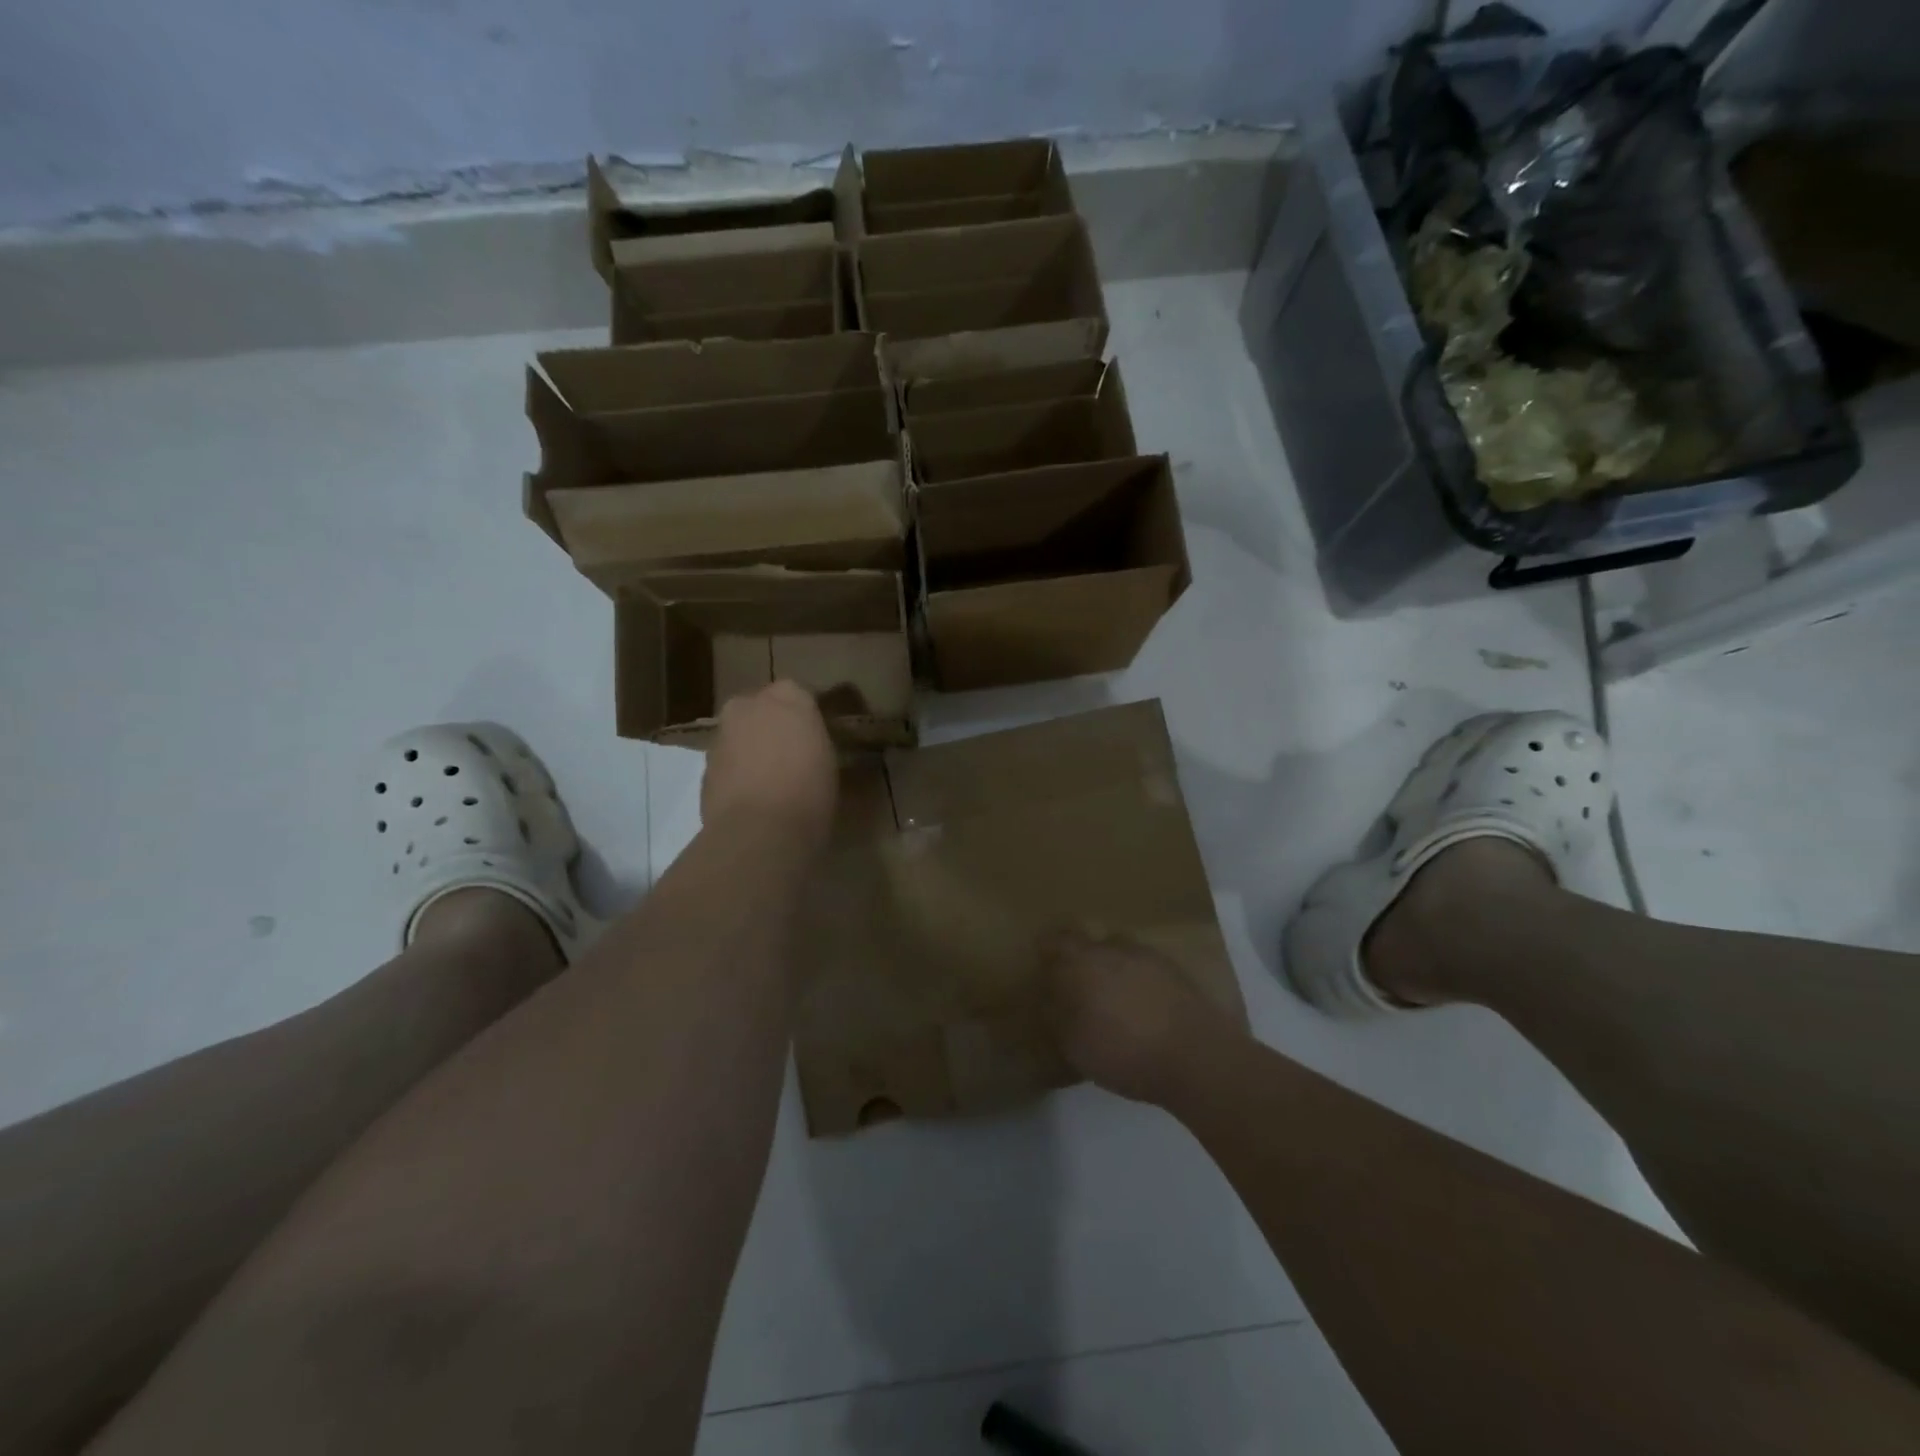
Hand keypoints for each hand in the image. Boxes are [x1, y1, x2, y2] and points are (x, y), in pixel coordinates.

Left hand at [702, 681, 837, 847]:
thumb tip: (806, 745)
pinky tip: (752, 797)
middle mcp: (749, 705)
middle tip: (790, 754)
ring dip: (751, 749)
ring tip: (770, 780)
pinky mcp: (704, 766)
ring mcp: (721, 734)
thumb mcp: (828, 760)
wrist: (759, 830)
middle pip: (761, 708)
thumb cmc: (809, 790)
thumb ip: (812, 741)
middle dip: (771, 725)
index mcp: (788, 697)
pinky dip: (736, 772)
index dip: (804, 715)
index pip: (798, 694)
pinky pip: (727, 762)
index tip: (814, 735)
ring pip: (740, 735)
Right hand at [1043, 930, 1228, 1105]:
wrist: (1196, 1057)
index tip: (1041, 964)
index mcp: (1082, 962)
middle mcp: (1112, 949)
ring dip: (1109, 966)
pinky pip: (1143, 966)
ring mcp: (1147, 956)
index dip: (1045, 950)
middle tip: (1074, 983)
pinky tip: (1139, 1004)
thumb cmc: (1125, 1053)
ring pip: (1118, 952)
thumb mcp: (1076, 1046)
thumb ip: (1057, 1017)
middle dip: (1078, 958)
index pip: (1054, 942)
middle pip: (1087, 943)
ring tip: (1110, 995)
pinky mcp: (1174, 970)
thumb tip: (1048, 999)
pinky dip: (1136, 979)